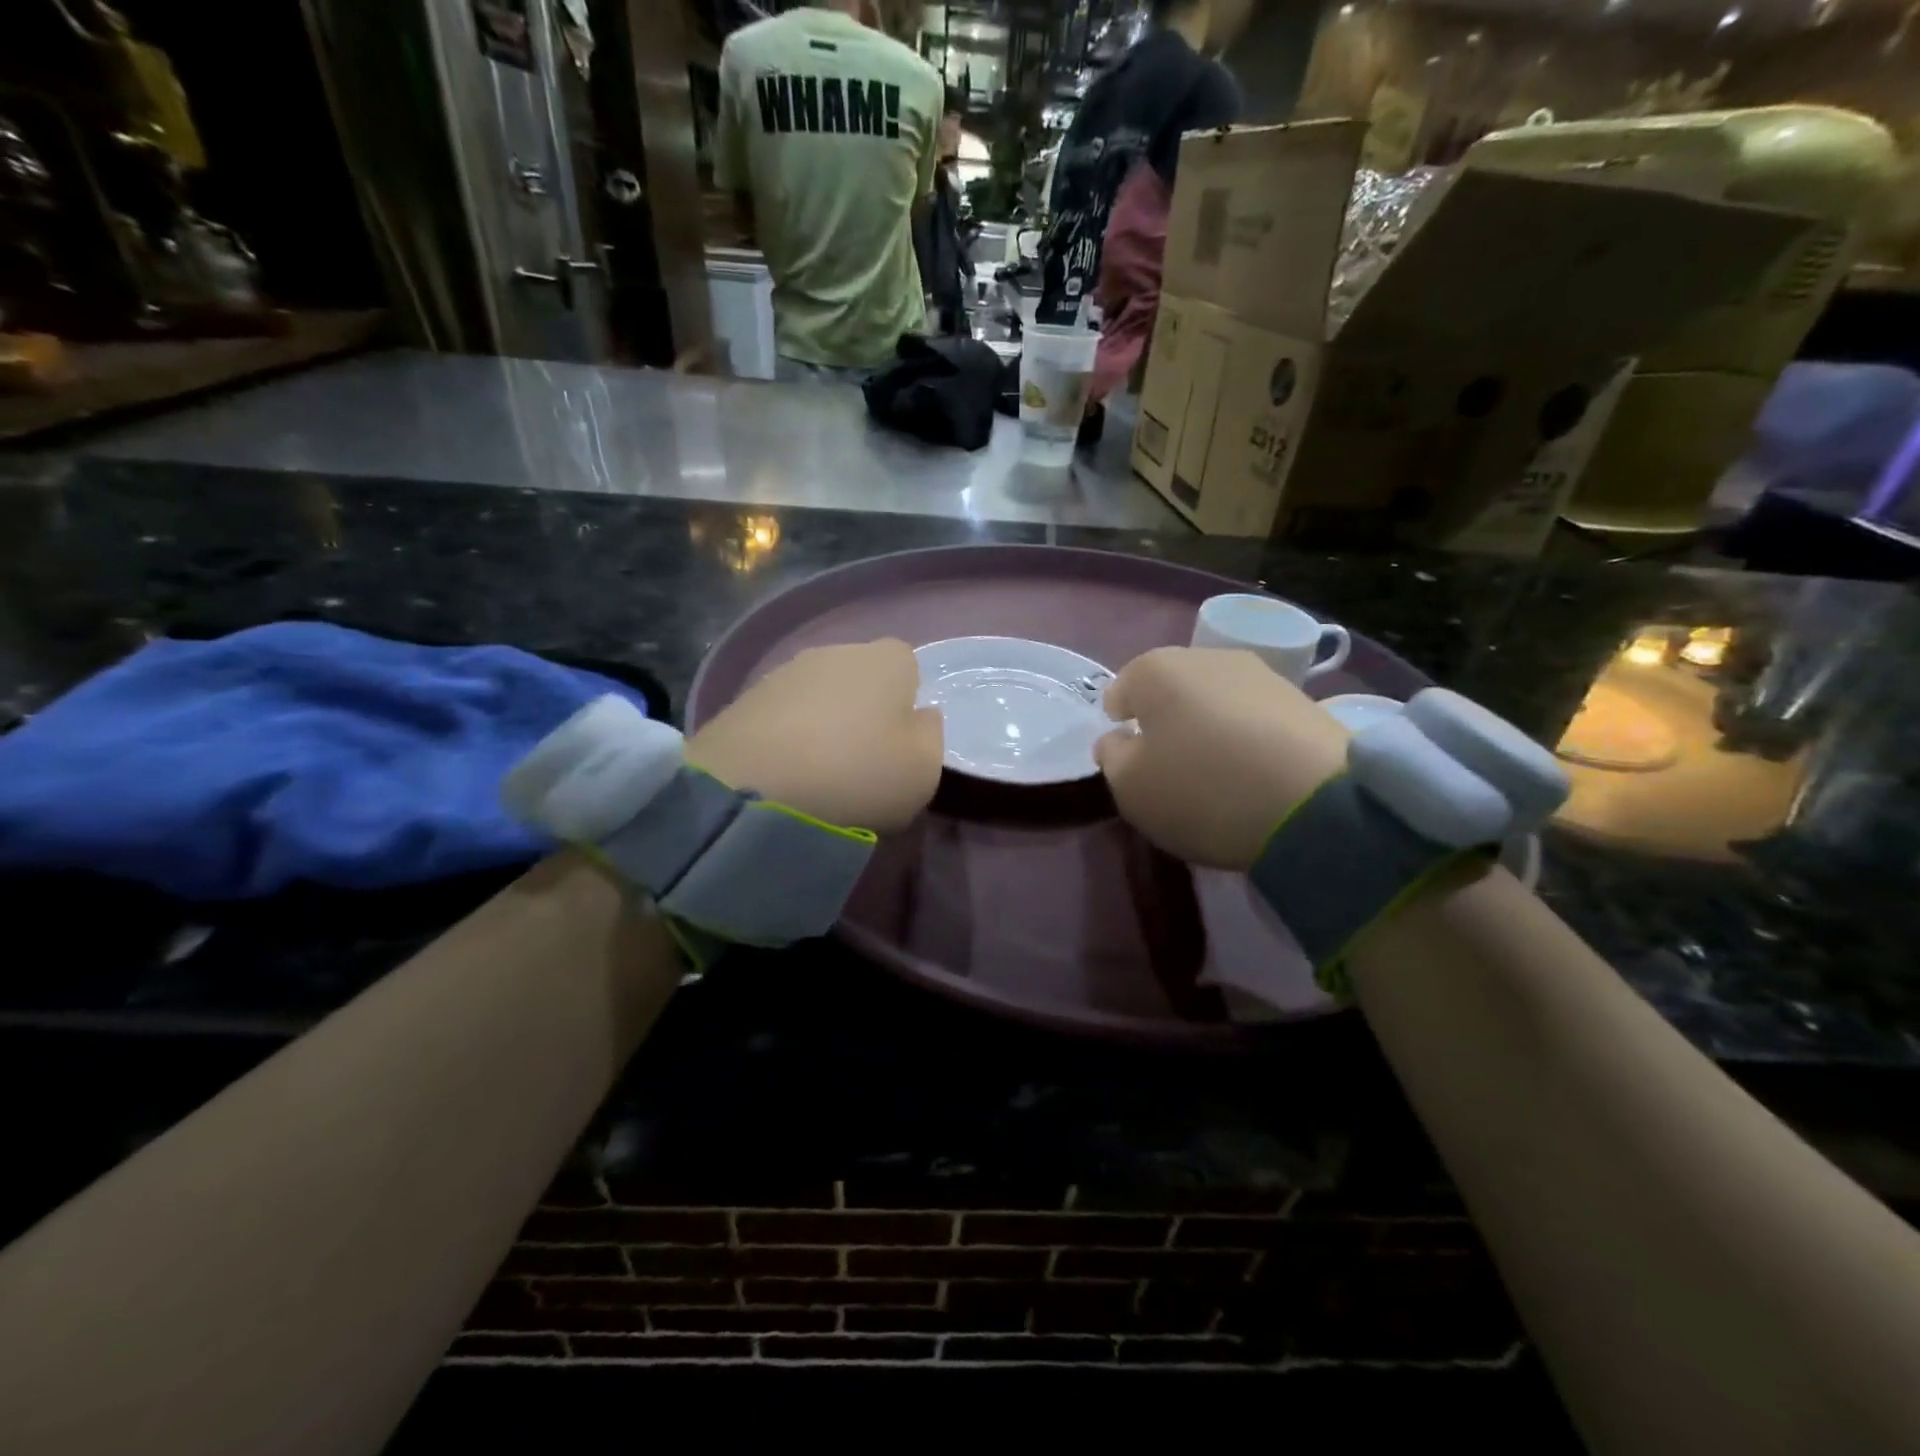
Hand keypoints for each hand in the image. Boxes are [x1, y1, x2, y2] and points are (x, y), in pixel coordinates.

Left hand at [687, 640, 943, 832]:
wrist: (752, 788)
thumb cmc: (858, 774)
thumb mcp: (923, 770)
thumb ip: (930, 736)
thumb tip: (919, 718)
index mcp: (887, 659)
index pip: (908, 665)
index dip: (906, 701)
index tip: (898, 742)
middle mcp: (835, 651)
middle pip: (859, 677)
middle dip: (861, 709)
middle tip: (859, 759)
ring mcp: (784, 671)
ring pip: (817, 695)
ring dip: (821, 723)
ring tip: (816, 771)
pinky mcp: (742, 698)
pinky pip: (780, 716)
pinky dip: (785, 737)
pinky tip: (782, 772)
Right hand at [1095, 647, 1348, 870]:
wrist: (1315, 803)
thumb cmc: (1200, 789)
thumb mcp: (1130, 787)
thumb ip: (1112, 758)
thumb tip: (1119, 740)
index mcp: (1155, 670)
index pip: (1122, 688)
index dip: (1120, 724)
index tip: (1131, 758)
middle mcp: (1206, 657)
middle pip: (1172, 690)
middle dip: (1166, 720)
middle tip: (1171, 766)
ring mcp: (1260, 674)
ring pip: (1215, 701)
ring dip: (1209, 728)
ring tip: (1217, 774)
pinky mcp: (1302, 700)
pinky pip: (1254, 718)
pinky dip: (1246, 740)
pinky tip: (1253, 774)